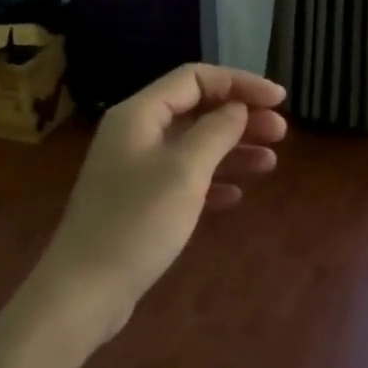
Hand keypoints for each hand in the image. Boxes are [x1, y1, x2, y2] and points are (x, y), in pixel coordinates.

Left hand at [36, 64, 287, 335]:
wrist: (86, 288)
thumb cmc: (137, 222)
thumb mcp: (184, 171)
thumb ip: (216, 132)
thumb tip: (237, 108)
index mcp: (139, 115)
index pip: (195, 78)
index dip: (240, 83)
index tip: (280, 100)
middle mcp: (135, 134)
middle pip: (196, 110)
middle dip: (240, 117)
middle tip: (281, 133)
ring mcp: (136, 170)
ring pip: (193, 147)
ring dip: (233, 150)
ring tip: (270, 162)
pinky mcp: (140, 203)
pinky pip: (184, 180)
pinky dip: (213, 182)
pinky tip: (236, 196)